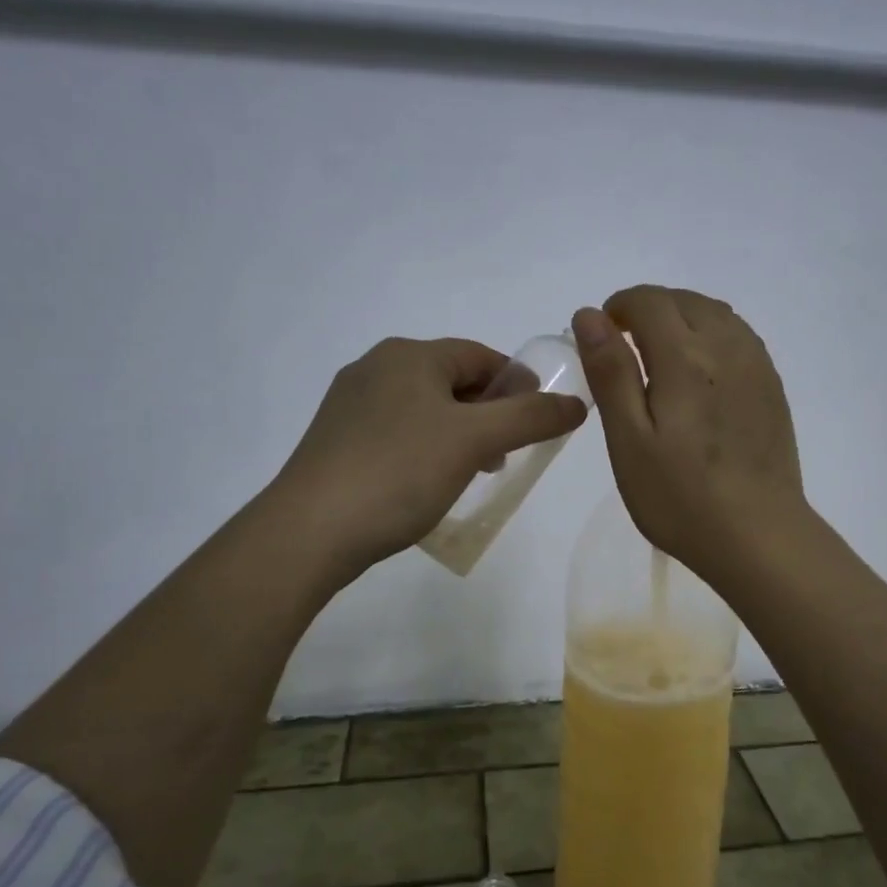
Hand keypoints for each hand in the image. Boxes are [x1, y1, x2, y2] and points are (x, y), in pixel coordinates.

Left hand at [276, 336, 587, 580]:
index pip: (481, 356)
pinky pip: (397, 431)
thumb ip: (531, 417)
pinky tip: (429, 482)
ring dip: (459, 433)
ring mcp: (350, 404)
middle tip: (508, 452)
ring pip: (425, 408)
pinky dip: (426, 447)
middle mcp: (376, 367)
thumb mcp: (475, 440)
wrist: (309, 530)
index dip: (518, 384)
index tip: (540, 419)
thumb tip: (576, 403)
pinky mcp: (336, 439)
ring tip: (474, 471)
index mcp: (409, 355)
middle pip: (452, 380)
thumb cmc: (400, 472)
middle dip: (489, 412)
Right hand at [572, 286, 805, 585]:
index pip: (650, 301)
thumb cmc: (680, 496)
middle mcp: (727, 348)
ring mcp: (757, 367)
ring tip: (660, 355)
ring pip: (717, 314)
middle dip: (650, 309)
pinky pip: (740, 337)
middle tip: (626, 348)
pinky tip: (701, 372)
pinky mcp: (773, 388)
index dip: (619, 306)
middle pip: (685, 300)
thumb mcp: (629, 440)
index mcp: (685, 357)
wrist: (758, 536)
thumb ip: (610, 372)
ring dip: (683, 318)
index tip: (602, 335)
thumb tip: (590, 315)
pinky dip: (712, 335)